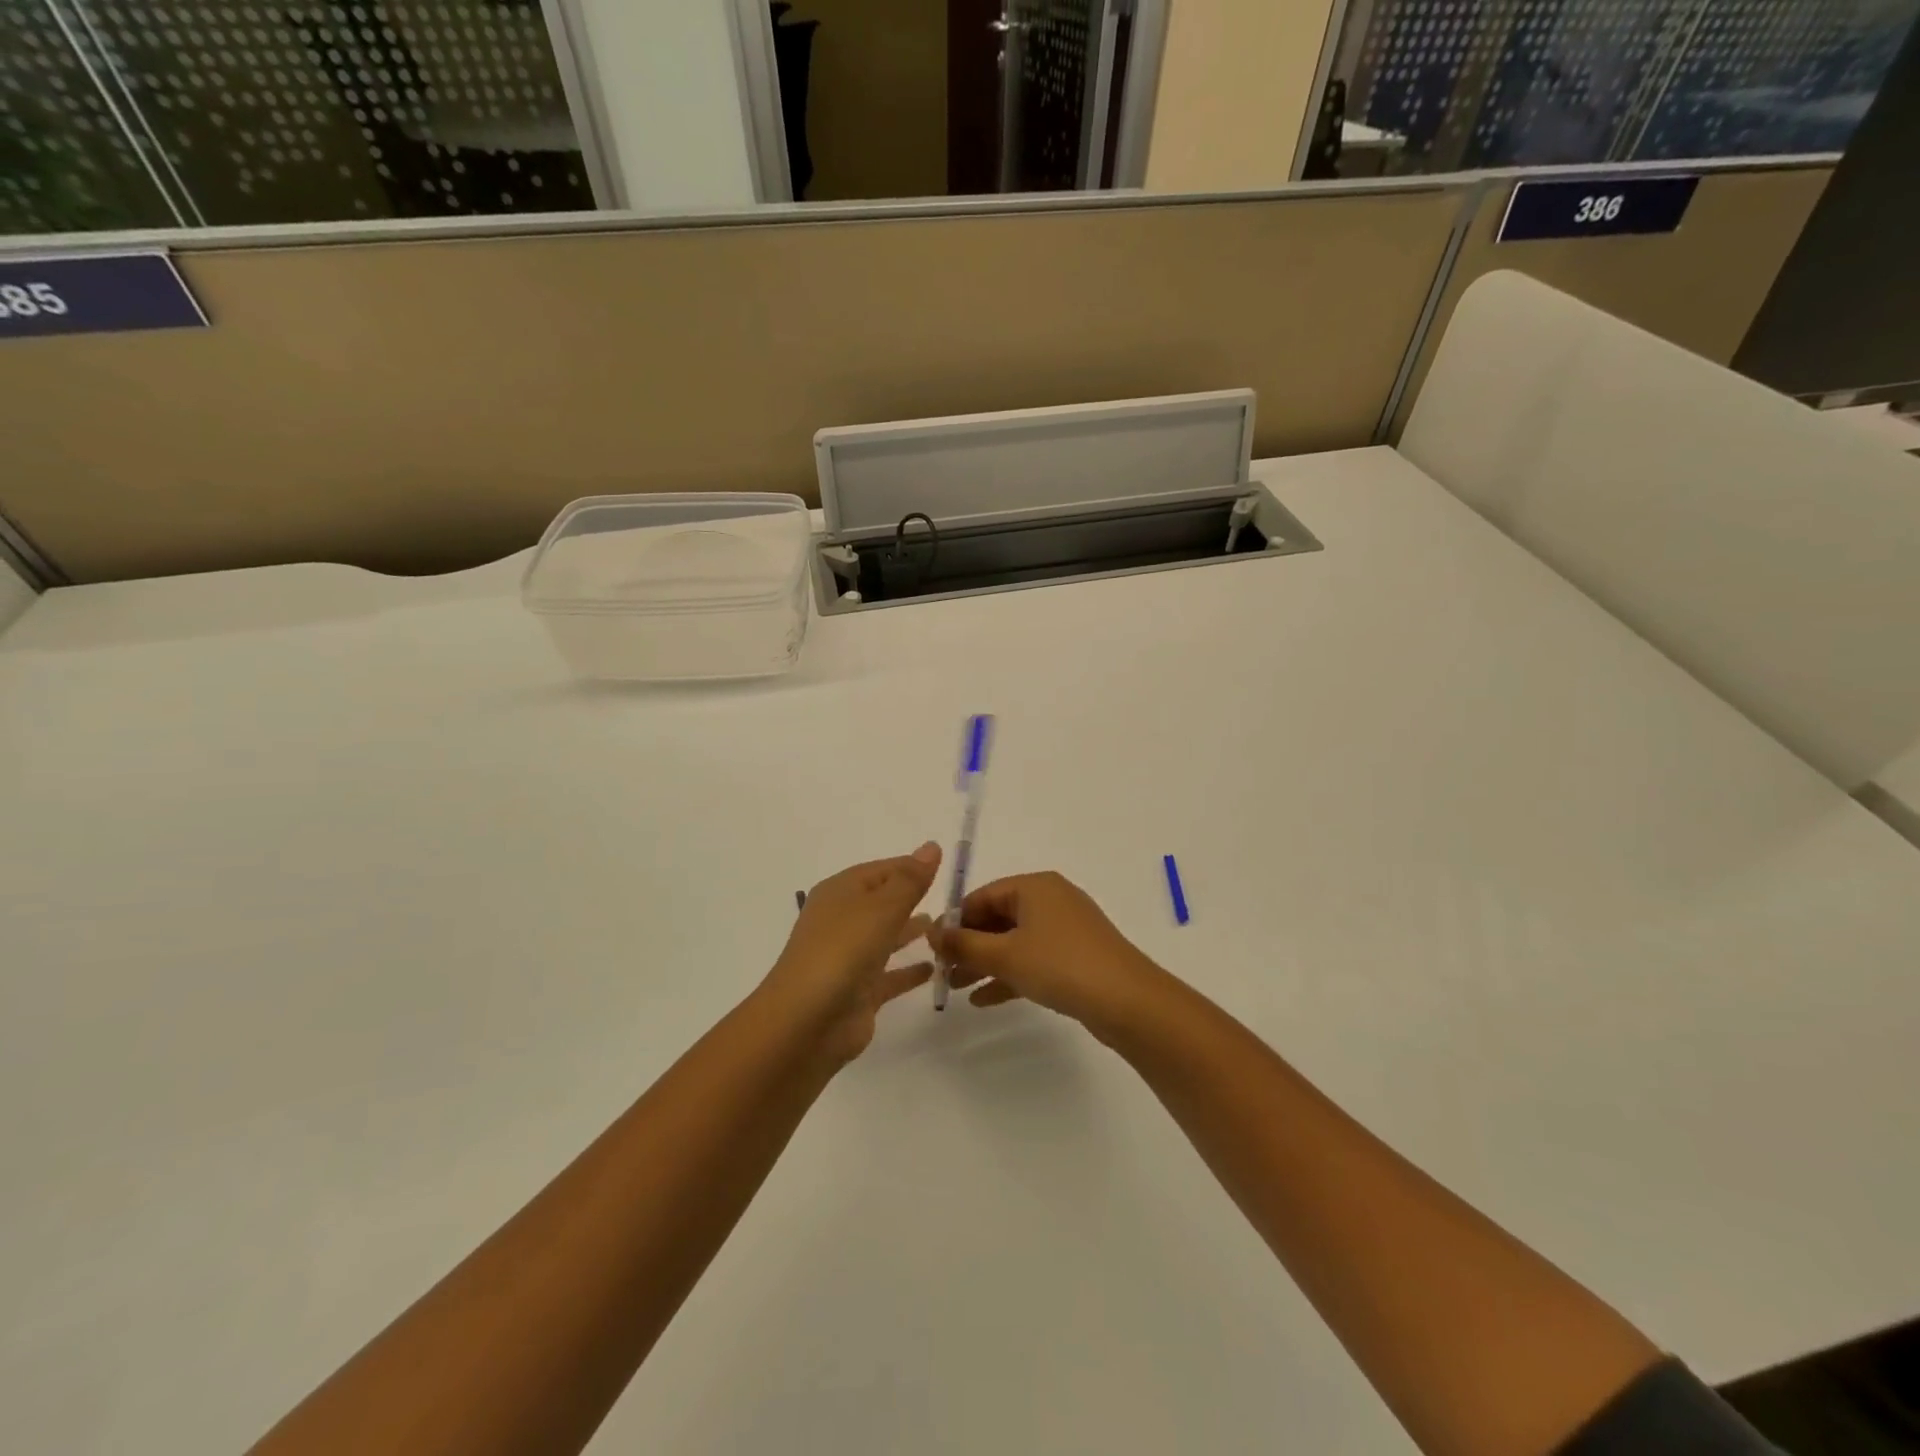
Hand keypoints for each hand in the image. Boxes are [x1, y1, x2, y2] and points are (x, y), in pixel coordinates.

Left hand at [762, 843, 942, 1064]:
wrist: (806, 1022)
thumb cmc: (843, 951)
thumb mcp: (882, 907)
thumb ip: (910, 879)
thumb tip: (932, 846)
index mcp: (840, 892)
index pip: (881, 870)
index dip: (911, 867)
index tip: (945, 868)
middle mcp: (842, 921)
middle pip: (882, 902)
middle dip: (911, 898)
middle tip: (950, 900)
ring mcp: (848, 958)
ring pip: (885, 937)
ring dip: (910, 931)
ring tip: (943, 928)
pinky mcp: (857, 992)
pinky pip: (889, 975)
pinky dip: (908, 970)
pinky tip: (933, 969)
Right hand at [927, 871, 1166, 1039]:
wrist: (1127, 1001)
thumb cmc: (1060, 965)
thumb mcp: (1005, 954)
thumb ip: (964, 945)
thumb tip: (932, 933)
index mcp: (1034, 886)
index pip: (982, 896)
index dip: (954, 922)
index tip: (932, 948)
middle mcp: (1050, 900)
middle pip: (997, 918)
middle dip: (968, 945)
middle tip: (941, 971)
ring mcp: (1065, 929)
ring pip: (1014, 942)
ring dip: (985, 963)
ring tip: (956, 988)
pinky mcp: (1075, 957)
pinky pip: (1032, 960)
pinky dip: (1009, 975)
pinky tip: (983, 1000)